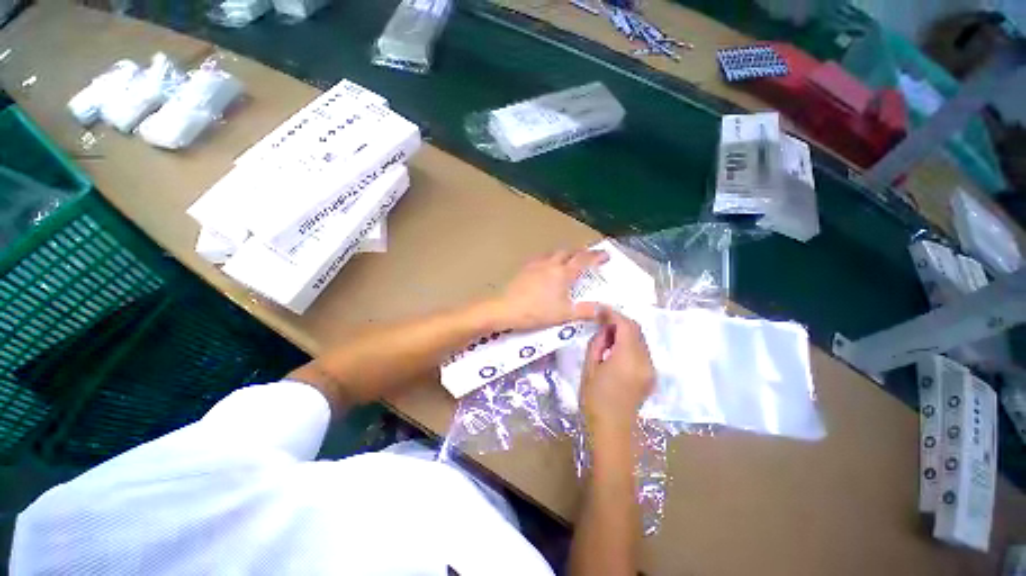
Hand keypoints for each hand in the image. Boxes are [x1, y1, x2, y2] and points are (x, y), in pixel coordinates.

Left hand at [489, 248, 608, 331]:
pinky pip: (542, 258)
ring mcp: (536, 264)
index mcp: (563, 273)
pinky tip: (548, 267)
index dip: (596, 257)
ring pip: (554, 253)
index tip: (606, 255)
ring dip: (565, 254)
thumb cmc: (536, 312)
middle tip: (589, 257)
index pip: (584, 260)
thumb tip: (604, 309)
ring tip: (570, 260)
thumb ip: (585, 311)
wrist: (505, 308)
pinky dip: (551, 259)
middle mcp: (551, 263)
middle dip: (581, 253)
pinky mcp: (525, 269)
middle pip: (569, 252)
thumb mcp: (564, 314)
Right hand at [579, 310, 654, 439]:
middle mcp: (644, 359)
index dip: (613, 314)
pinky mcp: (651, 376)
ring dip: (626, 334)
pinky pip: (643, 353)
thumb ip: (598, 344)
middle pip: (636, 330)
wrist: (611, 429)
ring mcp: (651, 368)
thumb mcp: (589, 369)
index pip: (625, 324)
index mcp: (628, 357)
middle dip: (620, 323)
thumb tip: (605, 329)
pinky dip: (631, 347)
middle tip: (602, 324)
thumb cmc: (595, 401)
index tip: (599, 310)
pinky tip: (618, 355)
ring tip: (608, 340)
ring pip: (641, 341)